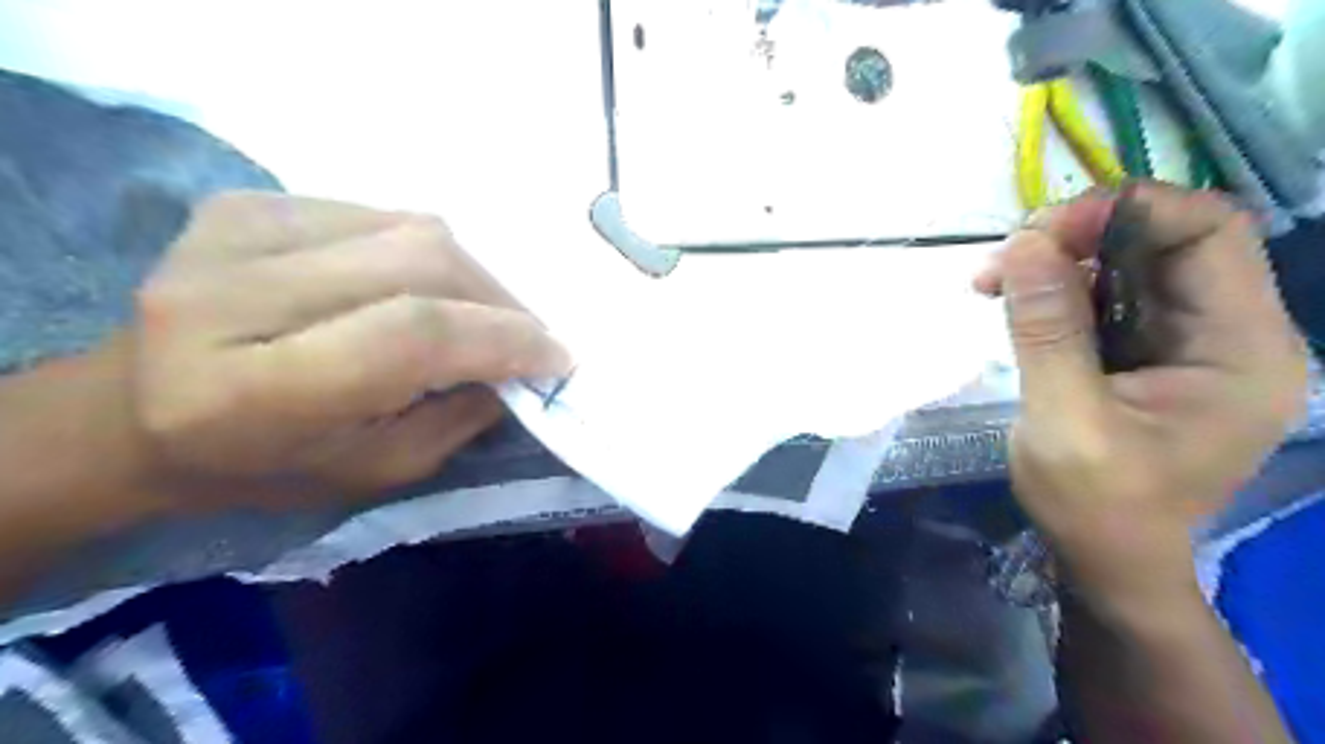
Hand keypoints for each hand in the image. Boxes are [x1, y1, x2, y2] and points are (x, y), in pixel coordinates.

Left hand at [119, 192, 562, 511]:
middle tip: (529, 336)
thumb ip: (459, 417)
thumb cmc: (263, 466)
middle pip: (420, 263)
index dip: (502, 338)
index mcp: (256, 388)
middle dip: (500, 301)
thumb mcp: (376, 473)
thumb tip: (522, 365)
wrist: (134, 412)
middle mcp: (234, 293)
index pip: (413, 333)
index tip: (556, 357)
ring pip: (411, 229)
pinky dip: (428, 252)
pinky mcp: (248, 203)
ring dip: (473, 274)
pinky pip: (381, 214)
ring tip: (485, 313)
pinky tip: (426, 286)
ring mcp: (235, 231)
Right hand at [975, 183, 1307, 606]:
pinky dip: (1055, 288)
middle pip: (1165, 240)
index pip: (1208, 232)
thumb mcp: (1066, 421)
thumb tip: (1022, 244)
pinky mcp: (1147, 351)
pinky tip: (1012, 299)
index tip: (1040, 232)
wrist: (1107, 559)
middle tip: (1003, 258)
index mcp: (1241, 349)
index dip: (1126, 211)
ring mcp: (1187, 340)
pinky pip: (1105, 294)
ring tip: (993, 281)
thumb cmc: (1096, 506)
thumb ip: (1048, 331)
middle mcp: (1229, 332)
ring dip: (1058, 260)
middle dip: (1078, 235)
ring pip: (1128, 262)